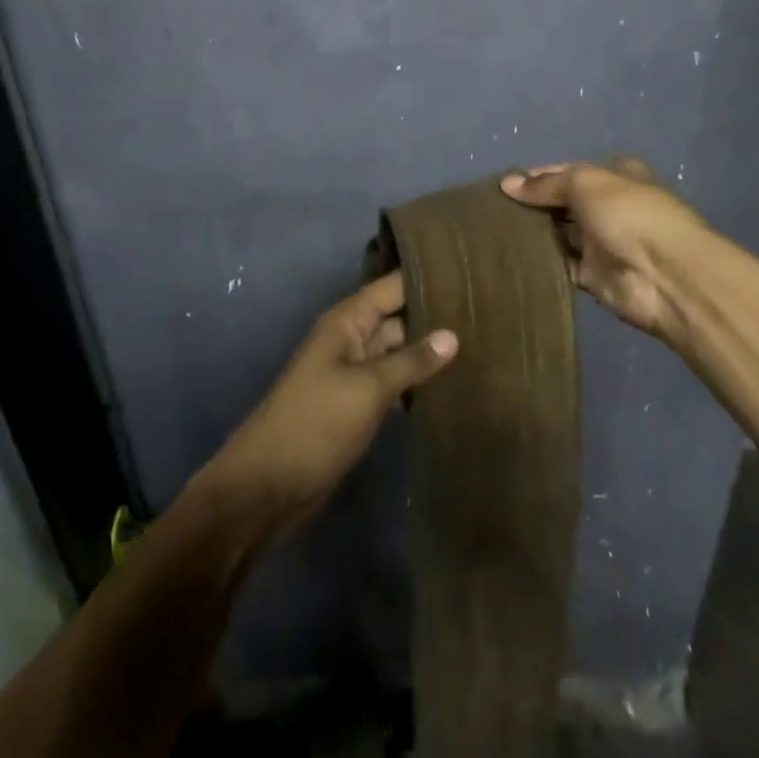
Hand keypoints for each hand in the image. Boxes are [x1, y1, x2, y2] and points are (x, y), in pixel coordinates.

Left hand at [202, 272, 456, 540]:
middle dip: (436, 316)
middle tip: (488, 315)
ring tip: (482, 346)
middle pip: (399, 316)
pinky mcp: (359, 402)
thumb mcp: (368, 388)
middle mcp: (352, 337)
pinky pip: (394, 381)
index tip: (470, 274)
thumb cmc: (317, 422)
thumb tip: (453, 335)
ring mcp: (355, 371)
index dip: (428, 278)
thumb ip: (412, 361)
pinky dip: (417, 383)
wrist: (270, 484)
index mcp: (348, 320)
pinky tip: (452, 387)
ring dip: (430, 352)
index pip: (393, 286)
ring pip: (399, 350)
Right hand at [499, 159, 712, 342]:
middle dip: (532, 204)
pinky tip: (511, 257)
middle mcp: (608, 206)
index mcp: (614, 176)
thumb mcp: (585, 183)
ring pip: (559, 234)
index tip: (504, 183)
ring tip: (492, 231)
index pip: (567, 171)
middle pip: (562, 203)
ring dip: (534, 233)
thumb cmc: (629, 214)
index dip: (537, 176)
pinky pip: (561, 265)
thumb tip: (507, 184)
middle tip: (491, 208)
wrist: (666, 277)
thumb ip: (546, 185)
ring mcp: (601, 242)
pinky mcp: (593, 276)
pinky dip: (541, 261)